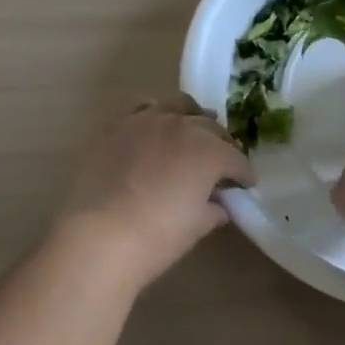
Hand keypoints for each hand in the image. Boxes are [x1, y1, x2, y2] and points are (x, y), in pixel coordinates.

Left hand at [55, 95, 255, 290]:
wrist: (99, 234)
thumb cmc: (157, 237)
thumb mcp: (197, 227)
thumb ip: (214, 208)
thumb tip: (219, 203)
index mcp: (210, 150)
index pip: (236, 158)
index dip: (243, 174)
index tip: (245, 185)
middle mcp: (183, 125)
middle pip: (211, 128)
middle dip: (221, 145)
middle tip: (221, 165)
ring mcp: (149, 119)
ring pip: (180, 107)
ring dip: (192, 120)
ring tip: (192, 136)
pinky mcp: (119, 123)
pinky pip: (145, 109)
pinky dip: (157, 116)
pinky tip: (155, 130)